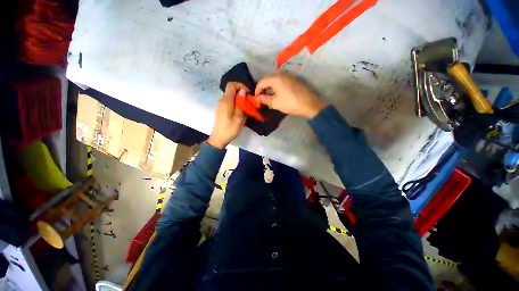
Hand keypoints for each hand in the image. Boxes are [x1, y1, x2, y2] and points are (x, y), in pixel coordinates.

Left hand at [207, 82, 247, 148]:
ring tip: (246, 109)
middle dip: (242, 94)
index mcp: (226, 101)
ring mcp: (221, 105)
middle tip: (249, 103)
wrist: (218, 139)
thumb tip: (243, 91)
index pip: (231, 85)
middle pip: (232, 90)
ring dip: (240, 100)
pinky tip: (240, 112)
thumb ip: (241, 104)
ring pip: (231, 97)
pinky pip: (230, 102)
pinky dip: (236, 104)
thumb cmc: (229, 130)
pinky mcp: (221, 110)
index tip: (248, 94)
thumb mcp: (239, 118)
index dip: (241, 85)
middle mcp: (222, 101)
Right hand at [255, 72, 325, 118]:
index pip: (261, 82)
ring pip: (274, 80)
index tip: (256, 98)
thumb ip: (264, 99)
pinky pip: (281, 81)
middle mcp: (281, 74)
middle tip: (261, 97)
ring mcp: (288, 76)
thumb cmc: (289, 103)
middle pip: (267, 79)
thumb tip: (258, 98)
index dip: (257, 90)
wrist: (308, 104)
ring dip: (269, 87)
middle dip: (263, 88)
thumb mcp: (275, 103)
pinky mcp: (293, 80)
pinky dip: (276, 87)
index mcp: (275, 78)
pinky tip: (276, 94)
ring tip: (268, 97)